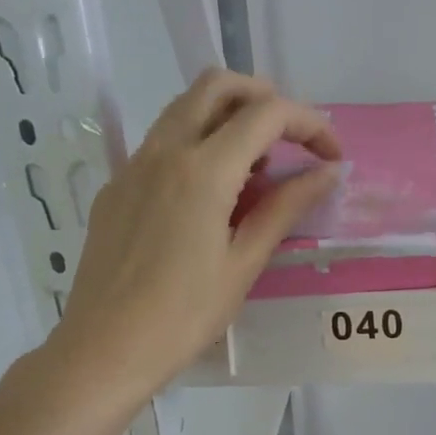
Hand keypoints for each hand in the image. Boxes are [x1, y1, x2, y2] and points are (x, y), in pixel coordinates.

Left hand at [48, 70, 339, 403]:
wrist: (104, 349)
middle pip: (218, 85)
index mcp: (202, 170)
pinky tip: (212, 196)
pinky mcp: (116, 187)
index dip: (310, 124)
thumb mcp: (245, 263)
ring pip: (185, 108)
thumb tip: (327, 172)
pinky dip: (198, 144)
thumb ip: (286, 207)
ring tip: (257, 169)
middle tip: (292, 140)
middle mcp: (163, 151)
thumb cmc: (184, 315)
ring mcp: (132, 166)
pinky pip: (162, 142)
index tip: (331, 156)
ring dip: (229, 117)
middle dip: (265, 98)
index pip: (266, 114)